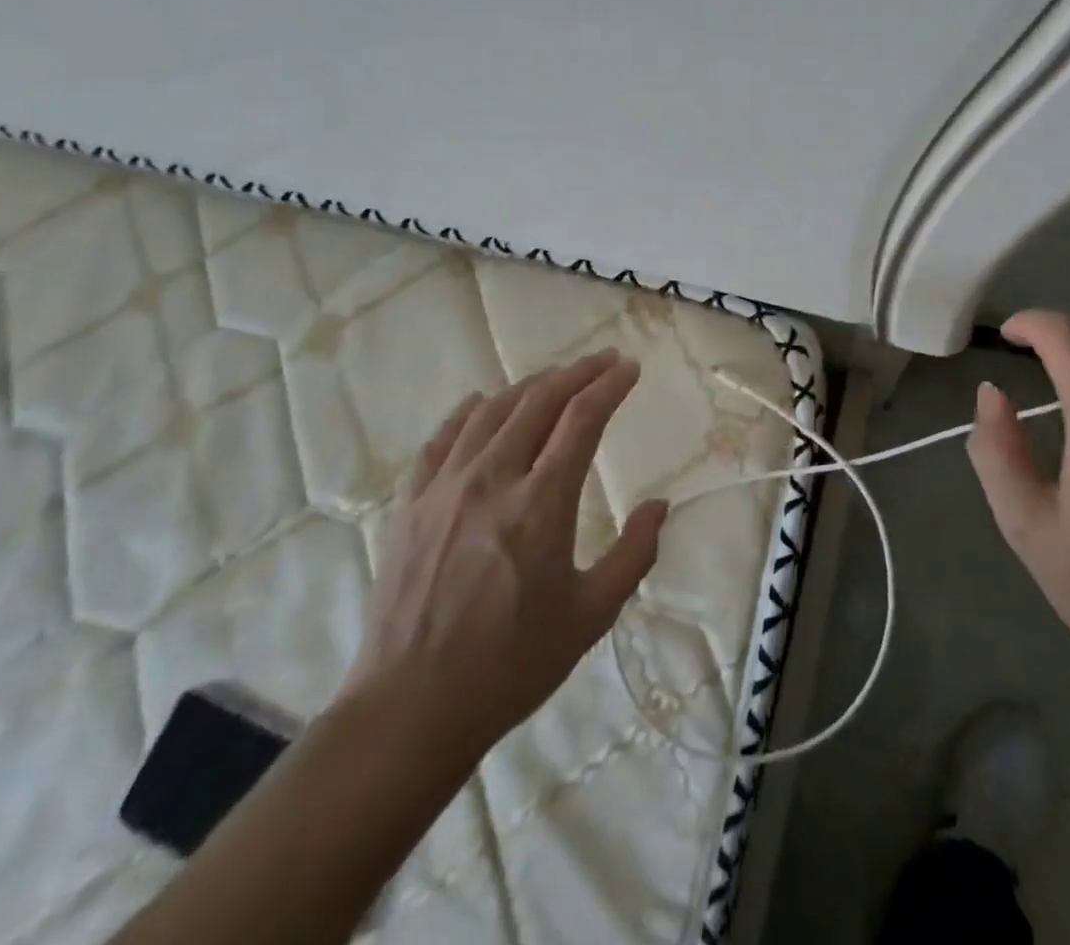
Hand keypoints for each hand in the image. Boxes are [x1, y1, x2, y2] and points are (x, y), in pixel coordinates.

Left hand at [341, 350, 668, 770]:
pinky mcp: (410, 503)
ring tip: (555, 378)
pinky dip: (468, 412)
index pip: (581, 420)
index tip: (628, 368)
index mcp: (541, 506)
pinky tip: (481, 402)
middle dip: (577, 373)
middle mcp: (492, 480)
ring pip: (492, 411)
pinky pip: (442, 438)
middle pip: (539, 401)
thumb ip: (634, 555)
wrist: (410, 709)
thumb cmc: (511, 666)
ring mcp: (444, 487)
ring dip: (530, 385)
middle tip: (602, 360)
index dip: (609, 386)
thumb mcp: (590, 616)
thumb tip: (659, 506)